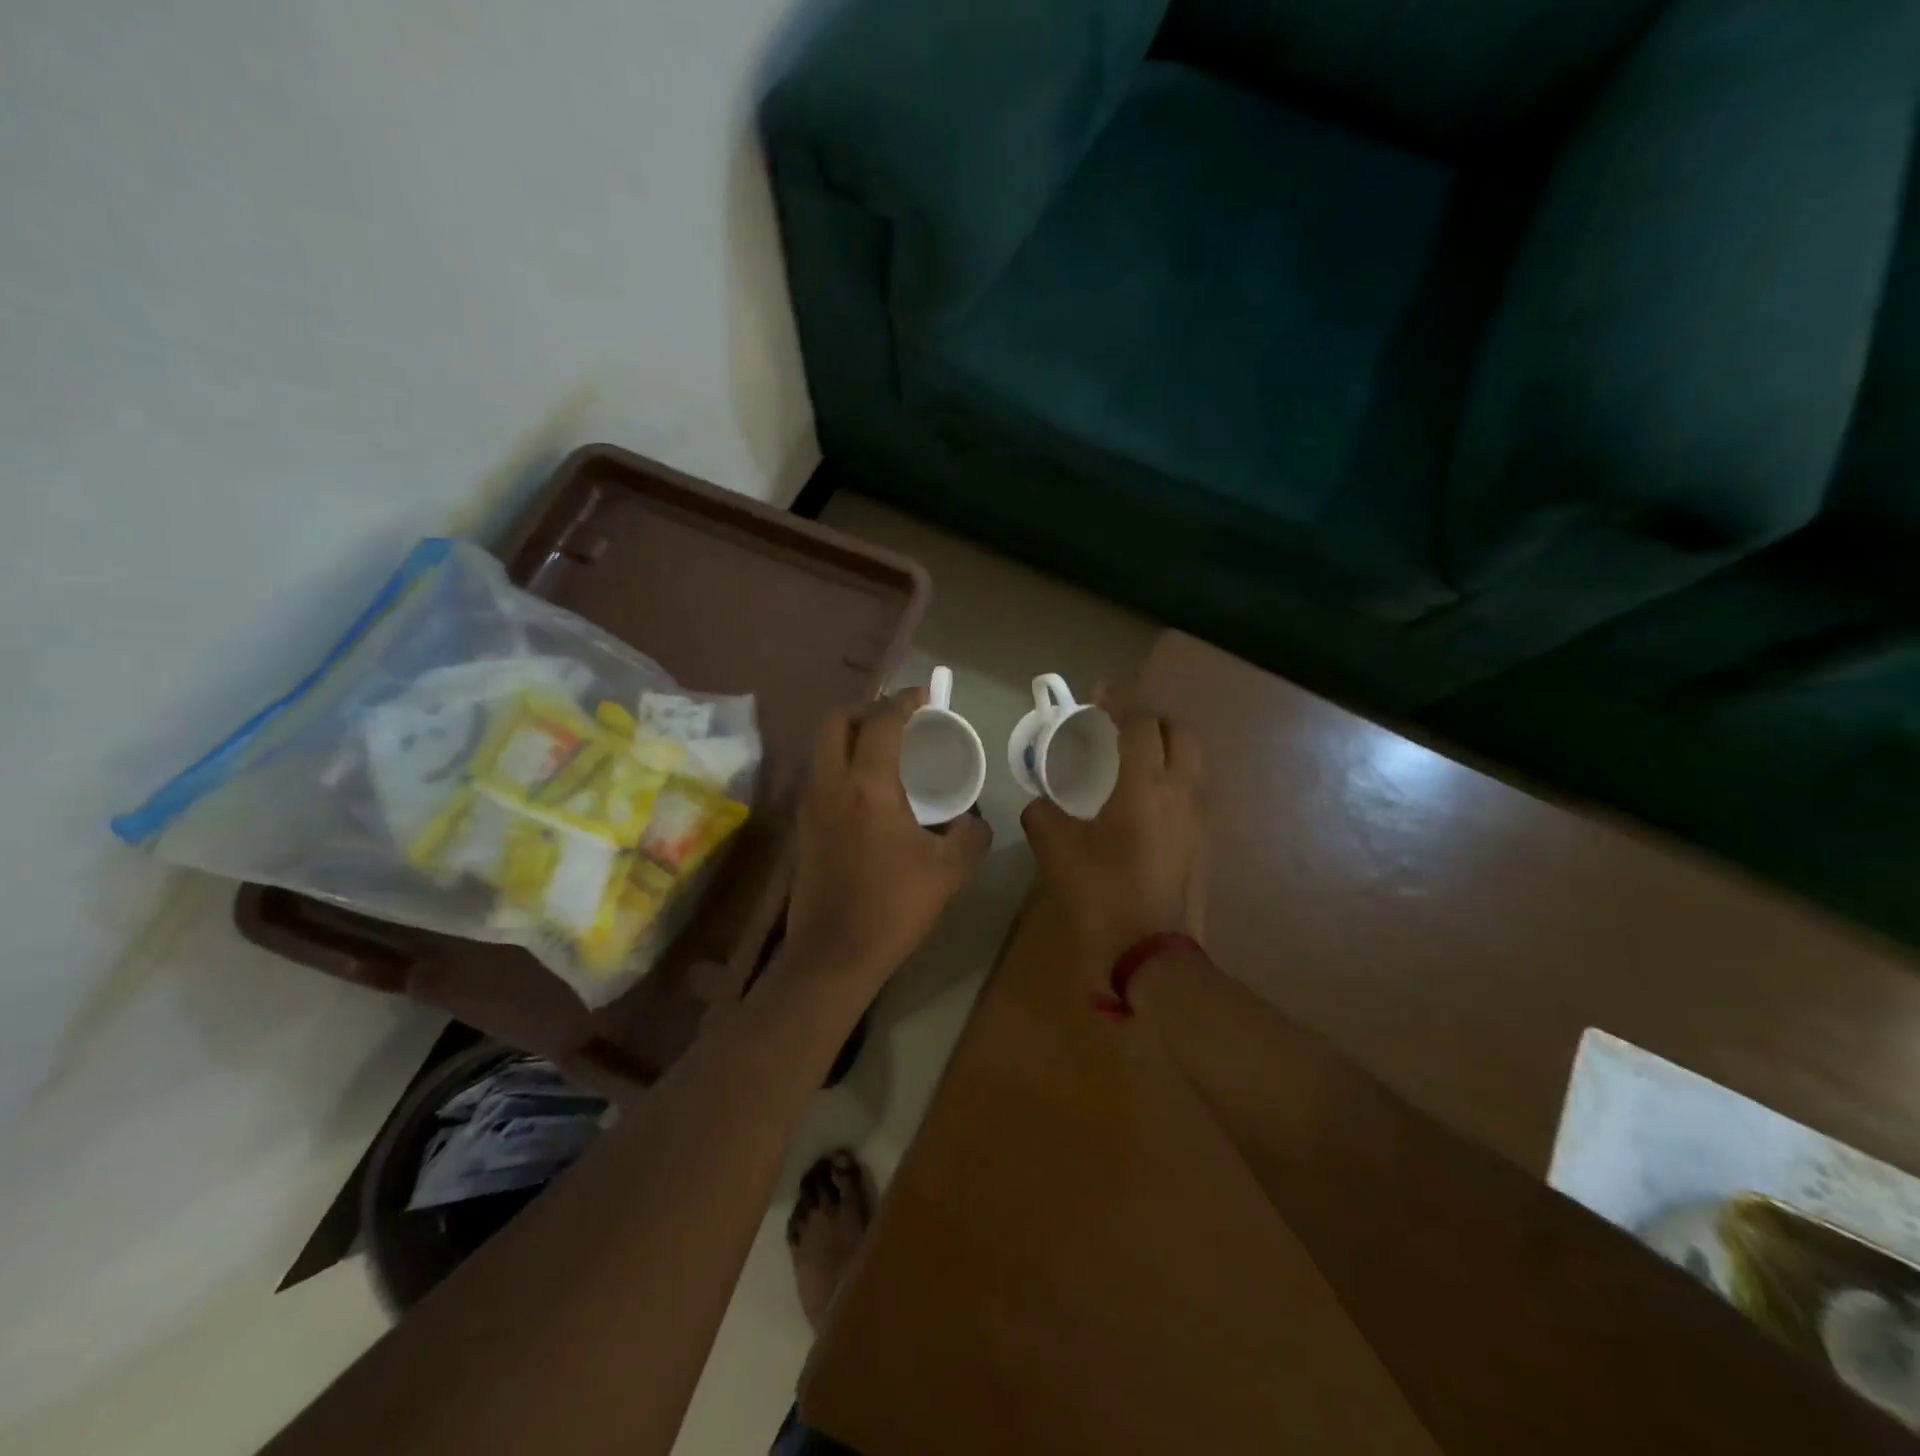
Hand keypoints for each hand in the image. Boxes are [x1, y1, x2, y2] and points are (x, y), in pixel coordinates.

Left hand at [785, 687, 992, 986]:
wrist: (833, 955)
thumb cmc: (894, 907)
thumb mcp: (949, 871)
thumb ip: (971, 834)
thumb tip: (974, 818)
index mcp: (868, 785)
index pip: (882, 721)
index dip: (904, 700)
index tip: (924, 695)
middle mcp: (830, 783)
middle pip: (836, 720)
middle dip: (866, 708)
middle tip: (897, 719)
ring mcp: (808, 804)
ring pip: (821, 747)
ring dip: (849, 735)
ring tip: (883, 749)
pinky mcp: (801, 826)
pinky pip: (818, 774)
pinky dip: (840, 763)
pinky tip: (865, 789)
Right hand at [1022, 691, 1204, 976]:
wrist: (1155, 961)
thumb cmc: (1104, 900)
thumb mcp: (1059, 857)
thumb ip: (1043, 818)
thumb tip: (1039, 803)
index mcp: (1145, 788)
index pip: (1140, 724)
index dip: (1120, 702)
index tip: (1100, 693)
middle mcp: (1181, 793)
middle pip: (1180, 733)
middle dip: (1152, 718)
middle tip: (1121, 724)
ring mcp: (1200, 820)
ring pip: (1192, 762)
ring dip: (1166, 747)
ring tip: (1132, 759)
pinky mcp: (1204, 844)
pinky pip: (1191, 792)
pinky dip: (1171, 778)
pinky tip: (1143, 802)